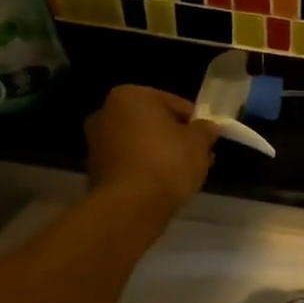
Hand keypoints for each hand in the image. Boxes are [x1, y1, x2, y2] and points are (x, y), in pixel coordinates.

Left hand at [85, 86, 218, 213]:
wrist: (131, 206)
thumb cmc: (167, 161)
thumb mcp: (199, 142)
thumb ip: (205, 130)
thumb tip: (208, 128)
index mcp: (130, 96)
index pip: (174, 103)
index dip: (194, 122)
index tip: (207, 139)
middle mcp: (106, 113)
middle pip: (153, 123)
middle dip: (176, 138)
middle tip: (198, 156)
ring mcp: (97, 144)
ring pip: (140, 144)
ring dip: (161, 155)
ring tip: (185, 174)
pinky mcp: (95, 171)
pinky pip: (130, 164)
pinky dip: (146, 170)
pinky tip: (164, 185)